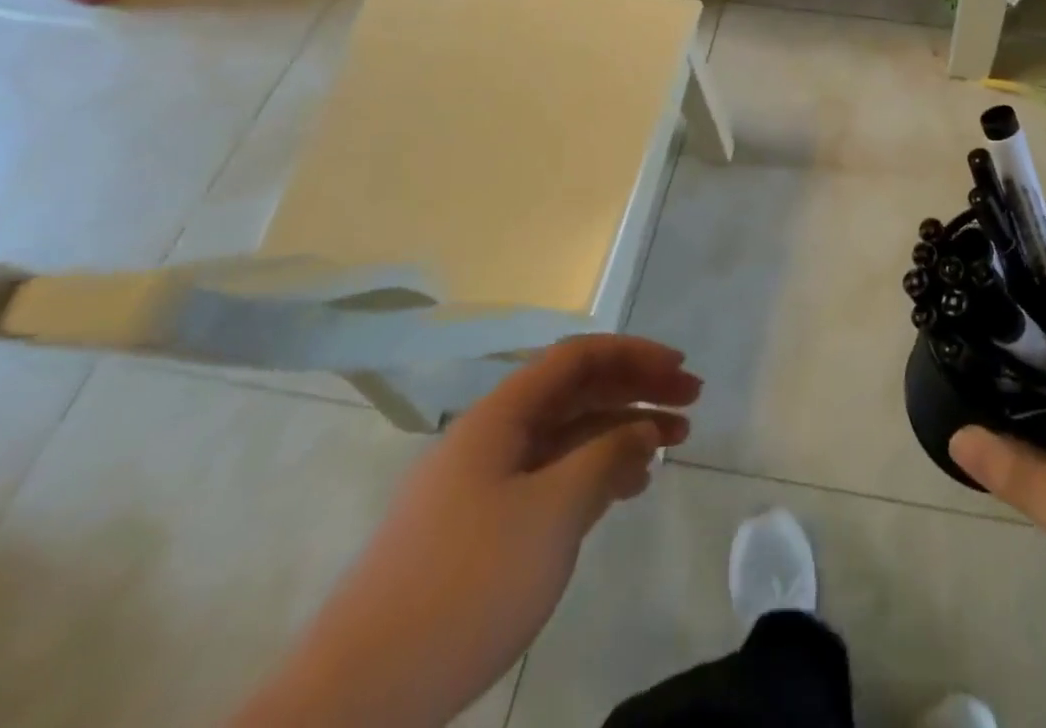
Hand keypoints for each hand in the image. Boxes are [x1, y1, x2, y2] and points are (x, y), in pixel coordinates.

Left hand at [234, 334, 699, 727]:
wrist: (355, 702)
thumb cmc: (465, 586)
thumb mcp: (553, 513)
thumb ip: (607, 457)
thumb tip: (644, 428)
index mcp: (500, 416)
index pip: (577, 357)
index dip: (634, 354)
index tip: (679, 369)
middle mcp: (492, 437)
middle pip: (576, 391)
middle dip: (636, 389)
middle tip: (691, 402)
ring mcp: (483, 484)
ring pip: (567, 436)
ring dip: (621, 432)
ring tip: (671, 445)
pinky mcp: (480, 529)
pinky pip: (551, 478)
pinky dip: (594, 472)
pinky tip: (626, 490)